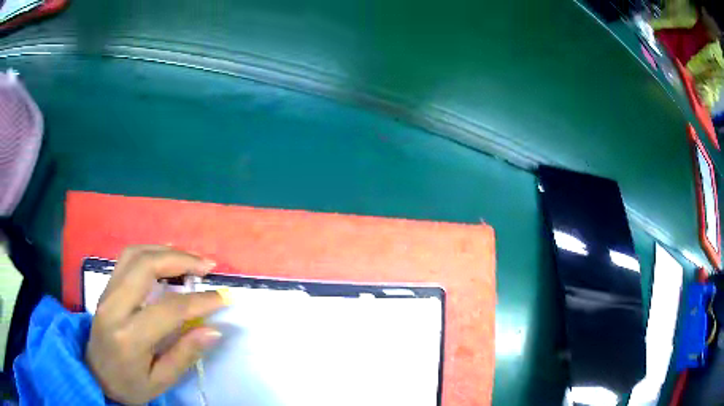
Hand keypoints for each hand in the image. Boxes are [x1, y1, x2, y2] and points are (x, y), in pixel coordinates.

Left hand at [86, 245, 226, 403]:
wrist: (95, 374)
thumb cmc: (129, 385)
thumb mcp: (160, 382)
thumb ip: (184, 355)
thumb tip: (213, 330)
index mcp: (129, 337)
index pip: (167, 310)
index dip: (198, 301)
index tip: (222, 298)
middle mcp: (114, 306)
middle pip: (145, 266)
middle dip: (180, 260)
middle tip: (207, 265)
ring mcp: (107, 292)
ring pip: (135, 254)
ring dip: (165, 251)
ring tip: (190, 259)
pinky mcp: (106, 287)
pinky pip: (128, 258)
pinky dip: (151, 252)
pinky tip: (166, 259)